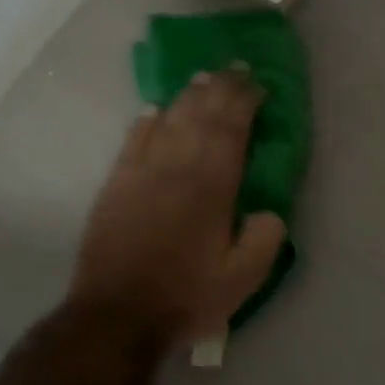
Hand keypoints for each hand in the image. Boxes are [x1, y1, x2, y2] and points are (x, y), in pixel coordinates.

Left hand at [69, 69, 286, 350]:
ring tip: (202, 79)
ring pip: (168, 120)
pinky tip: (156, 111)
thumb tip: (268, 210)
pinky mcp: (116, 185)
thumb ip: (265, 239)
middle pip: (201, 115)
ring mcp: (141, 172)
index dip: (245, 101)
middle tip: (235, 69)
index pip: (231, 129)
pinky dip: (148, 121)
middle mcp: (176, 167)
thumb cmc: (185, 297)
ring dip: (187, 97)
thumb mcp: (243, 279)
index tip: (258, 84)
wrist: (116, 315)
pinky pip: (134, 140)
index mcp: (211, 186)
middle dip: (220, 88)